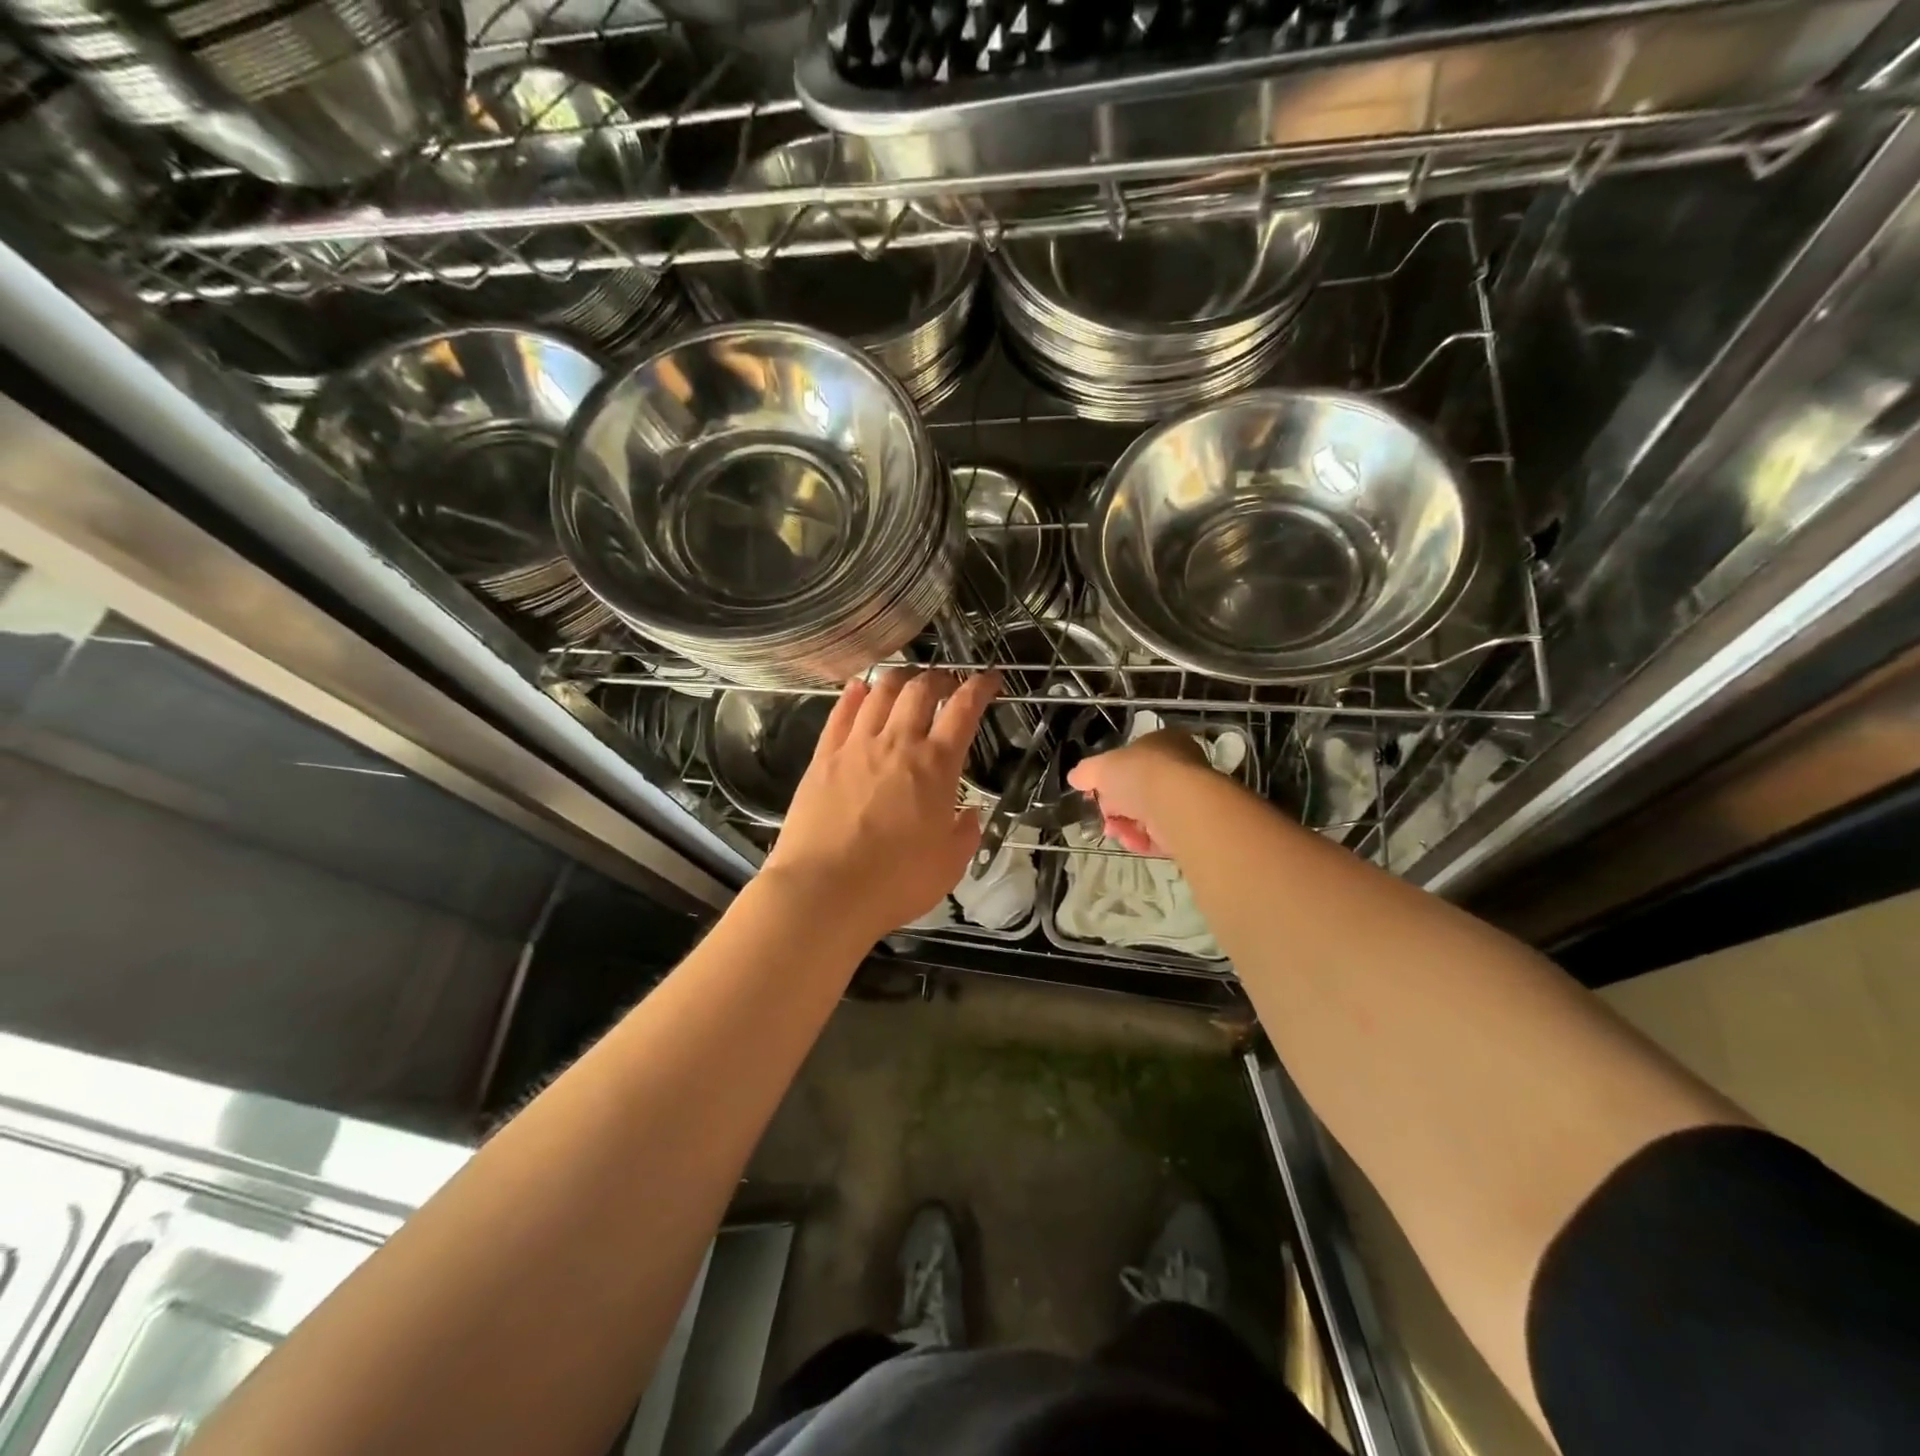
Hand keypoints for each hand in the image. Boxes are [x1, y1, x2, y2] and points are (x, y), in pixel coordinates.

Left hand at [762, 667, 1000, 941]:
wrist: (825, 890)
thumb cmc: (896, 882)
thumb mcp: (949, 864)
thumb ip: (965, 833)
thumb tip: (969, 813)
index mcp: (936, 765)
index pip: (964, 710)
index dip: (980, 687)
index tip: (990, 679)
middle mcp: (897, 743)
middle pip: (920, 690)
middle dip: (939, 677)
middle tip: (947, 682)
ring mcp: (856, 746)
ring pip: (880, 692)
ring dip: (899, 678)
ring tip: (907, 679)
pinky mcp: (823, 757)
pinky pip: (841, 713)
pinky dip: (854, 694)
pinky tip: (859, 689)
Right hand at [1067, 728, 1211, 854]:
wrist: (1178, 804)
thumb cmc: (1140, 773)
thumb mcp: (1101, 767)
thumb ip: (1086, 771)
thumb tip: (1075, 777)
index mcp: (1163, 742)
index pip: (1132, 758)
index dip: (1109, 776)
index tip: (1093, 792)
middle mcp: (1179, 766)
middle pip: (1138, 789)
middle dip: (1116, 806)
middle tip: (1103, 816)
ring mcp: (1188, 797)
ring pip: (1148, 814)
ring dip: (1126, 825)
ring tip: (1115, 832)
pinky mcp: (1192, 826)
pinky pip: (1162, 834)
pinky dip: (1144, 840)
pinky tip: (1133, 842)